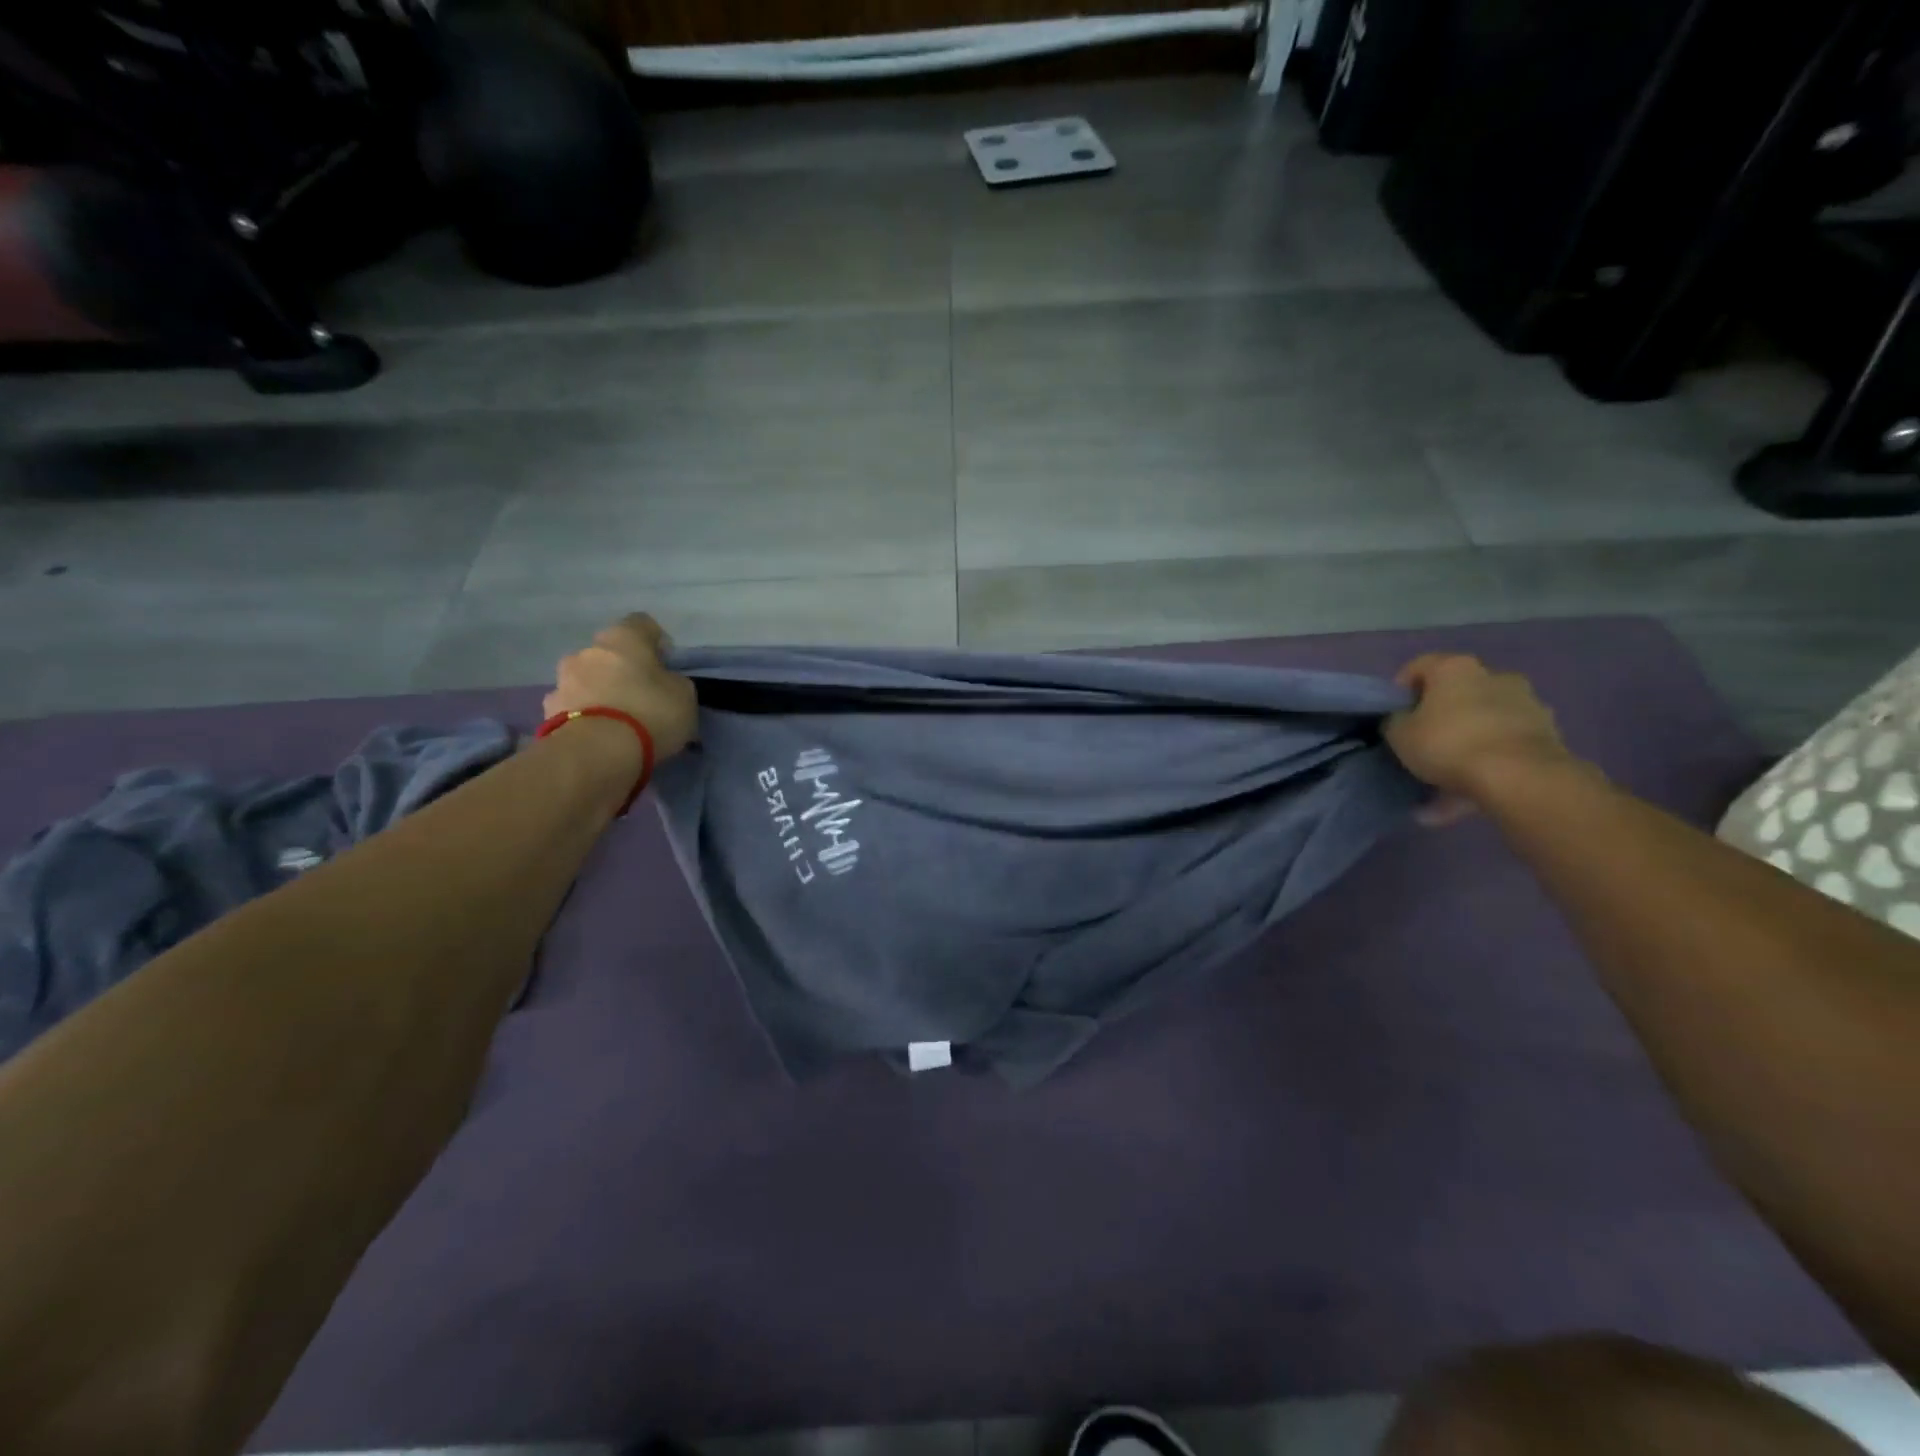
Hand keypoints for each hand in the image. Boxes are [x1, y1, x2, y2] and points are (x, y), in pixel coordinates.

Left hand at [545, 614, 697, 761]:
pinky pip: (573, 707)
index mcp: (623, 637)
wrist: (597, 751)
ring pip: (587, 679)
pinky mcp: (548, 710)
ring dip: (601, 692)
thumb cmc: (650, 712)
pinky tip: (599, 735)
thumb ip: (674, 682)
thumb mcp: (684, 696)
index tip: (667, 666)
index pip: (643, 624)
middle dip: (624, 669)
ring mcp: (562, 680)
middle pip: (609, 653)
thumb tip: (664, 683)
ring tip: (618, 721)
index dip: (657, 642)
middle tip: (642, 696)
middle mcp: (587, 650)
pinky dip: (585, 716)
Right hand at [1385, 654, 1574, 824]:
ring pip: (1483, 719)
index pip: (1418, 666)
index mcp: (1455, 668)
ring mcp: (1526, 702)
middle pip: (1457, 692)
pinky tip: (1473, 787)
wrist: (1519, 776)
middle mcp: (1494, 675)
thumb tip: (1402, 719)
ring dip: (1466, 738)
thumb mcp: (1399, 734)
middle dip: (1439, 715)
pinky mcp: (1547, 731)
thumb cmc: (1449, 744)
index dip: (1401, 690)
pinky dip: (1490, 758)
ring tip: (1449, 773)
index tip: (1393, 715)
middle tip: (1423, 742)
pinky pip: (1505, 742)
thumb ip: (1395, 721)